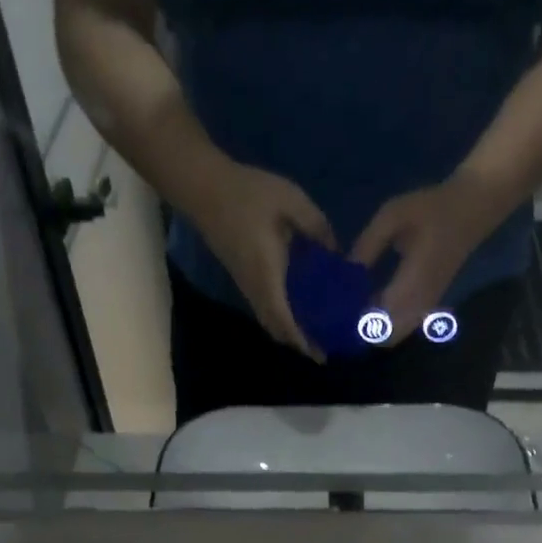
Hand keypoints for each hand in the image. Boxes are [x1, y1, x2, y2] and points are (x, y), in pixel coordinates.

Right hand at [180, 158, 335, 359]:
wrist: (204, 188)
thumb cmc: (247, 193)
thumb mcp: (291, 201)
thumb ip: (317, 227)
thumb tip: (336, 252)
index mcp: (268, 273)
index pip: (284, 318)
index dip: (301, 339)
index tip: (319, 354)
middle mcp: (256, 288)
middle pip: (276, 328)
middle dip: (299, 343)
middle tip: (324, 350)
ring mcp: (247, 286)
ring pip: (269, 322)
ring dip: (289, 333)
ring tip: (314, 337)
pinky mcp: (243, 280)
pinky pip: (265, 310)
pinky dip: (282, 320)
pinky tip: (298, 314)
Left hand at [350, 171, 508, 343]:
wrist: (473, 207)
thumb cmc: (432, 208)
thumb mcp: (393, 216)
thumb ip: (367, 246)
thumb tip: (343, 271)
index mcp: (411, 286)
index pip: (376, 323)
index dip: (353, 324)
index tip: (333, 312)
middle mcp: (419, 305)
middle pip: (384, 339)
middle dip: (360, 332)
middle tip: (339, 313)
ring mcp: (425, 308)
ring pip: (393, 336)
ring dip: (372, 328)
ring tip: (350, 308)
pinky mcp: (427, 305)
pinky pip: (401, 326)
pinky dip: (383, 323)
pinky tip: (367, 302)